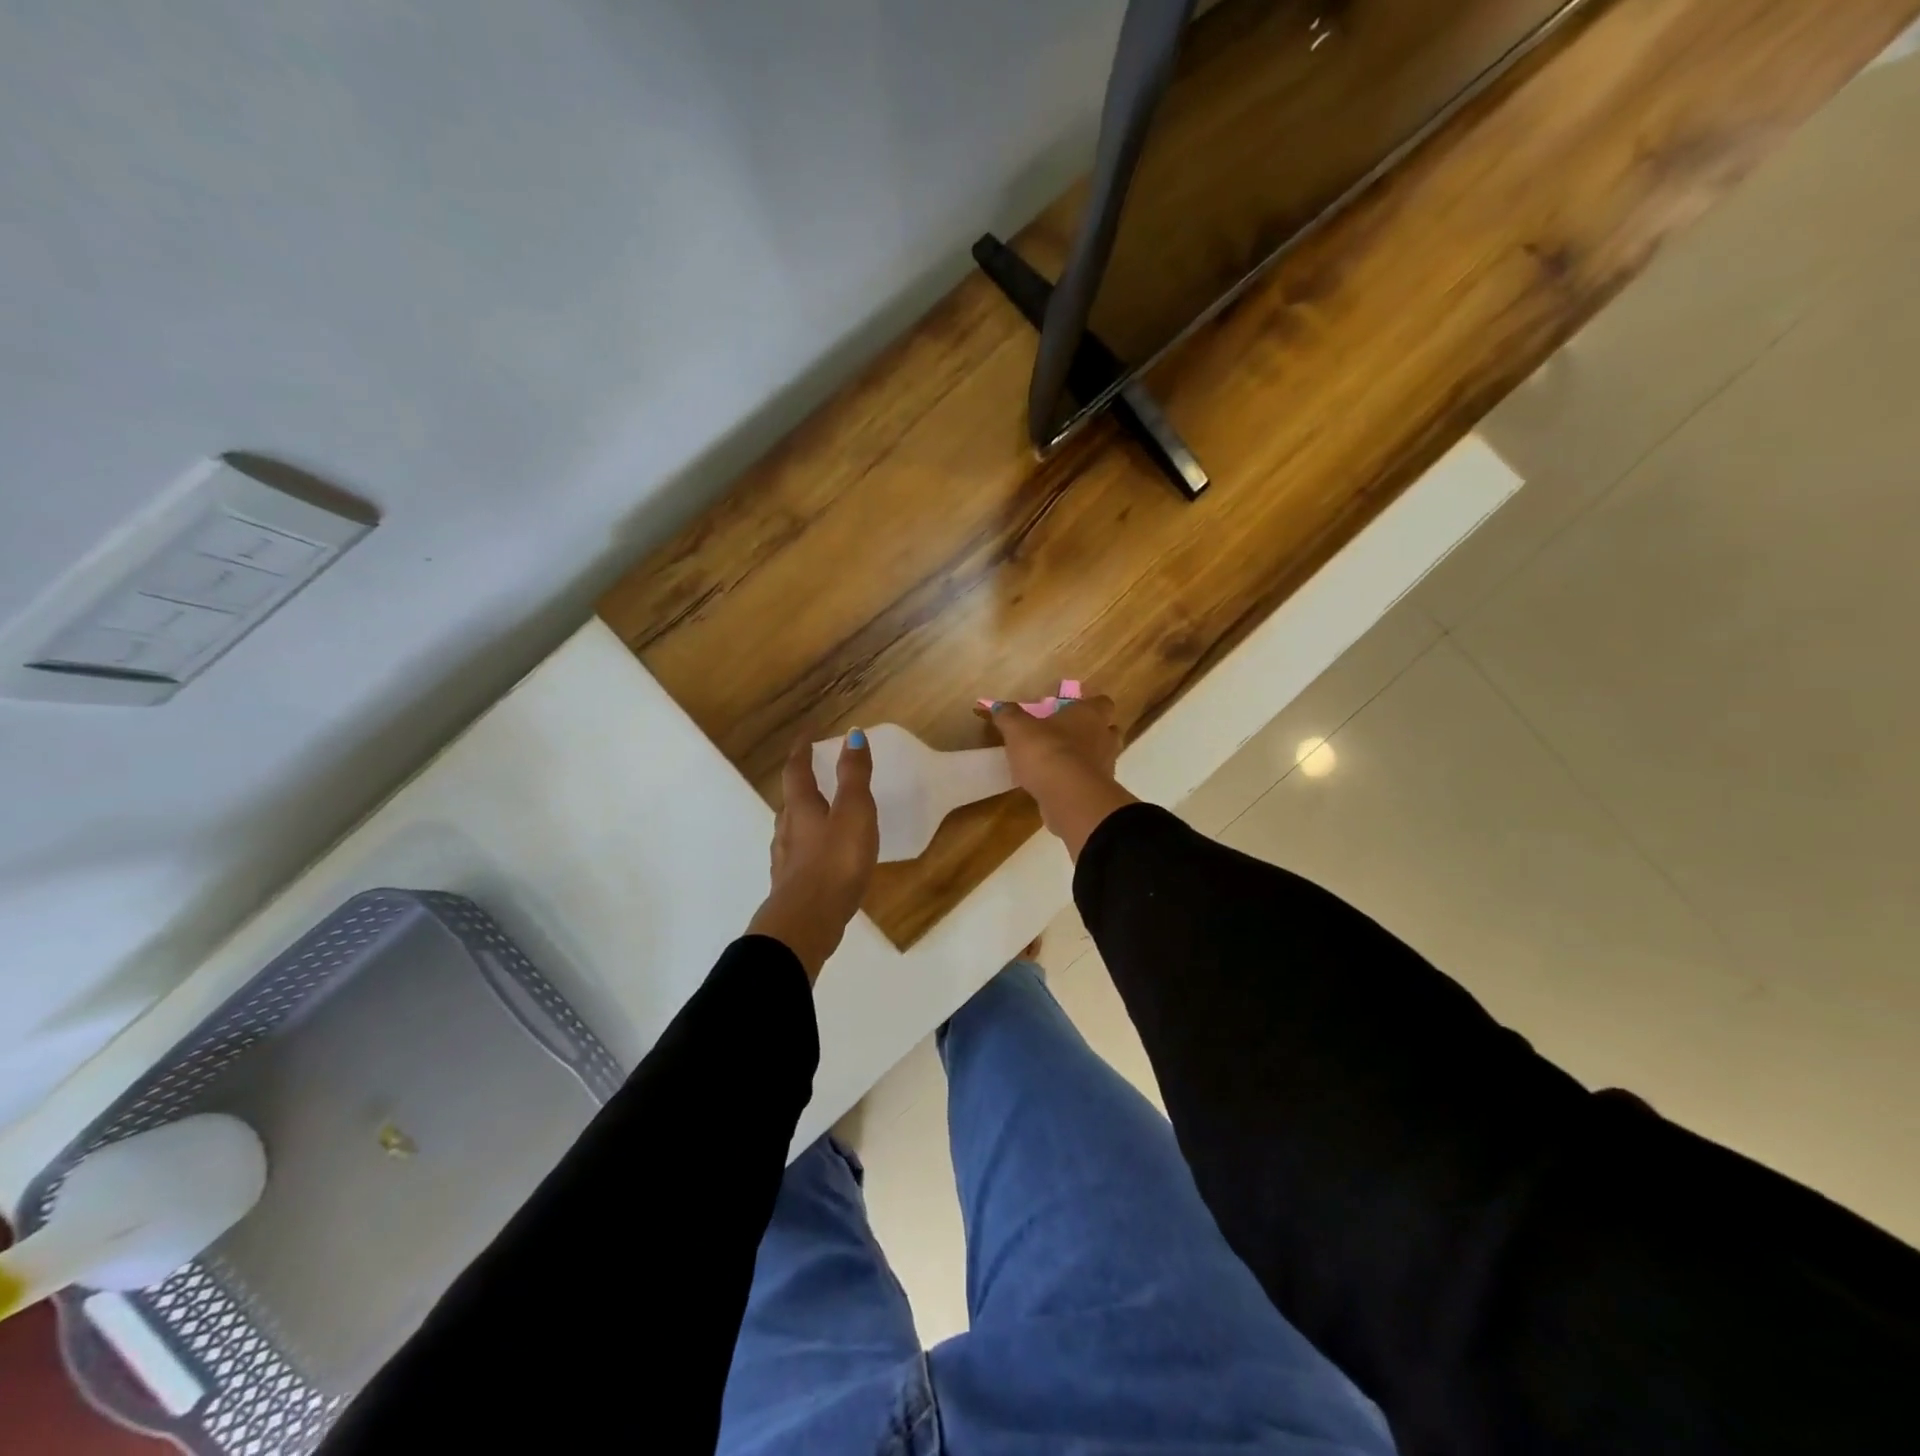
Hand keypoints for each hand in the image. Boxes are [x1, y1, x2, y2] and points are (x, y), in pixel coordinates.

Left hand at [746, 730, 879, 980]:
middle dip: (801, 784)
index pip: (797, 770)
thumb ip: (854, 775)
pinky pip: (800, 857)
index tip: (808, 734)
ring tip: (822, 816)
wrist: (807, 921)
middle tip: (814, 774)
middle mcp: (787, 830)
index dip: (802, 750)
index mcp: (801, 808)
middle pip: (790, 801)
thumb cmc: (834, 861)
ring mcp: (786, 861)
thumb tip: (852, 734)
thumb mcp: (853, 813)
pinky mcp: (792, 887)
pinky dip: (810, 848)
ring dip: (804, 817)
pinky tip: (824, 859)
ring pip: (792, 830)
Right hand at [985, 693, 1137, 860]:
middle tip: (1068, 736)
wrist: (1068, 796)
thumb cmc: (1046, 750)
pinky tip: (1058, 785)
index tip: (1072, 710)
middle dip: (1092, 732)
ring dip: (1086, 758)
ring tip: (1061, 763)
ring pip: (1102, 757)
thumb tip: (1000, 707)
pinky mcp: (1100, 791)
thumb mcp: (1018, 729)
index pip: (1101, 702)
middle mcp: (1104, 737)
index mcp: (1090, 714)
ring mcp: (1106, 766)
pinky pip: (1091, 781)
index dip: (1090, 705)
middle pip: (1107, 730)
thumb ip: (1009, 716)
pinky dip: (1079, 781)